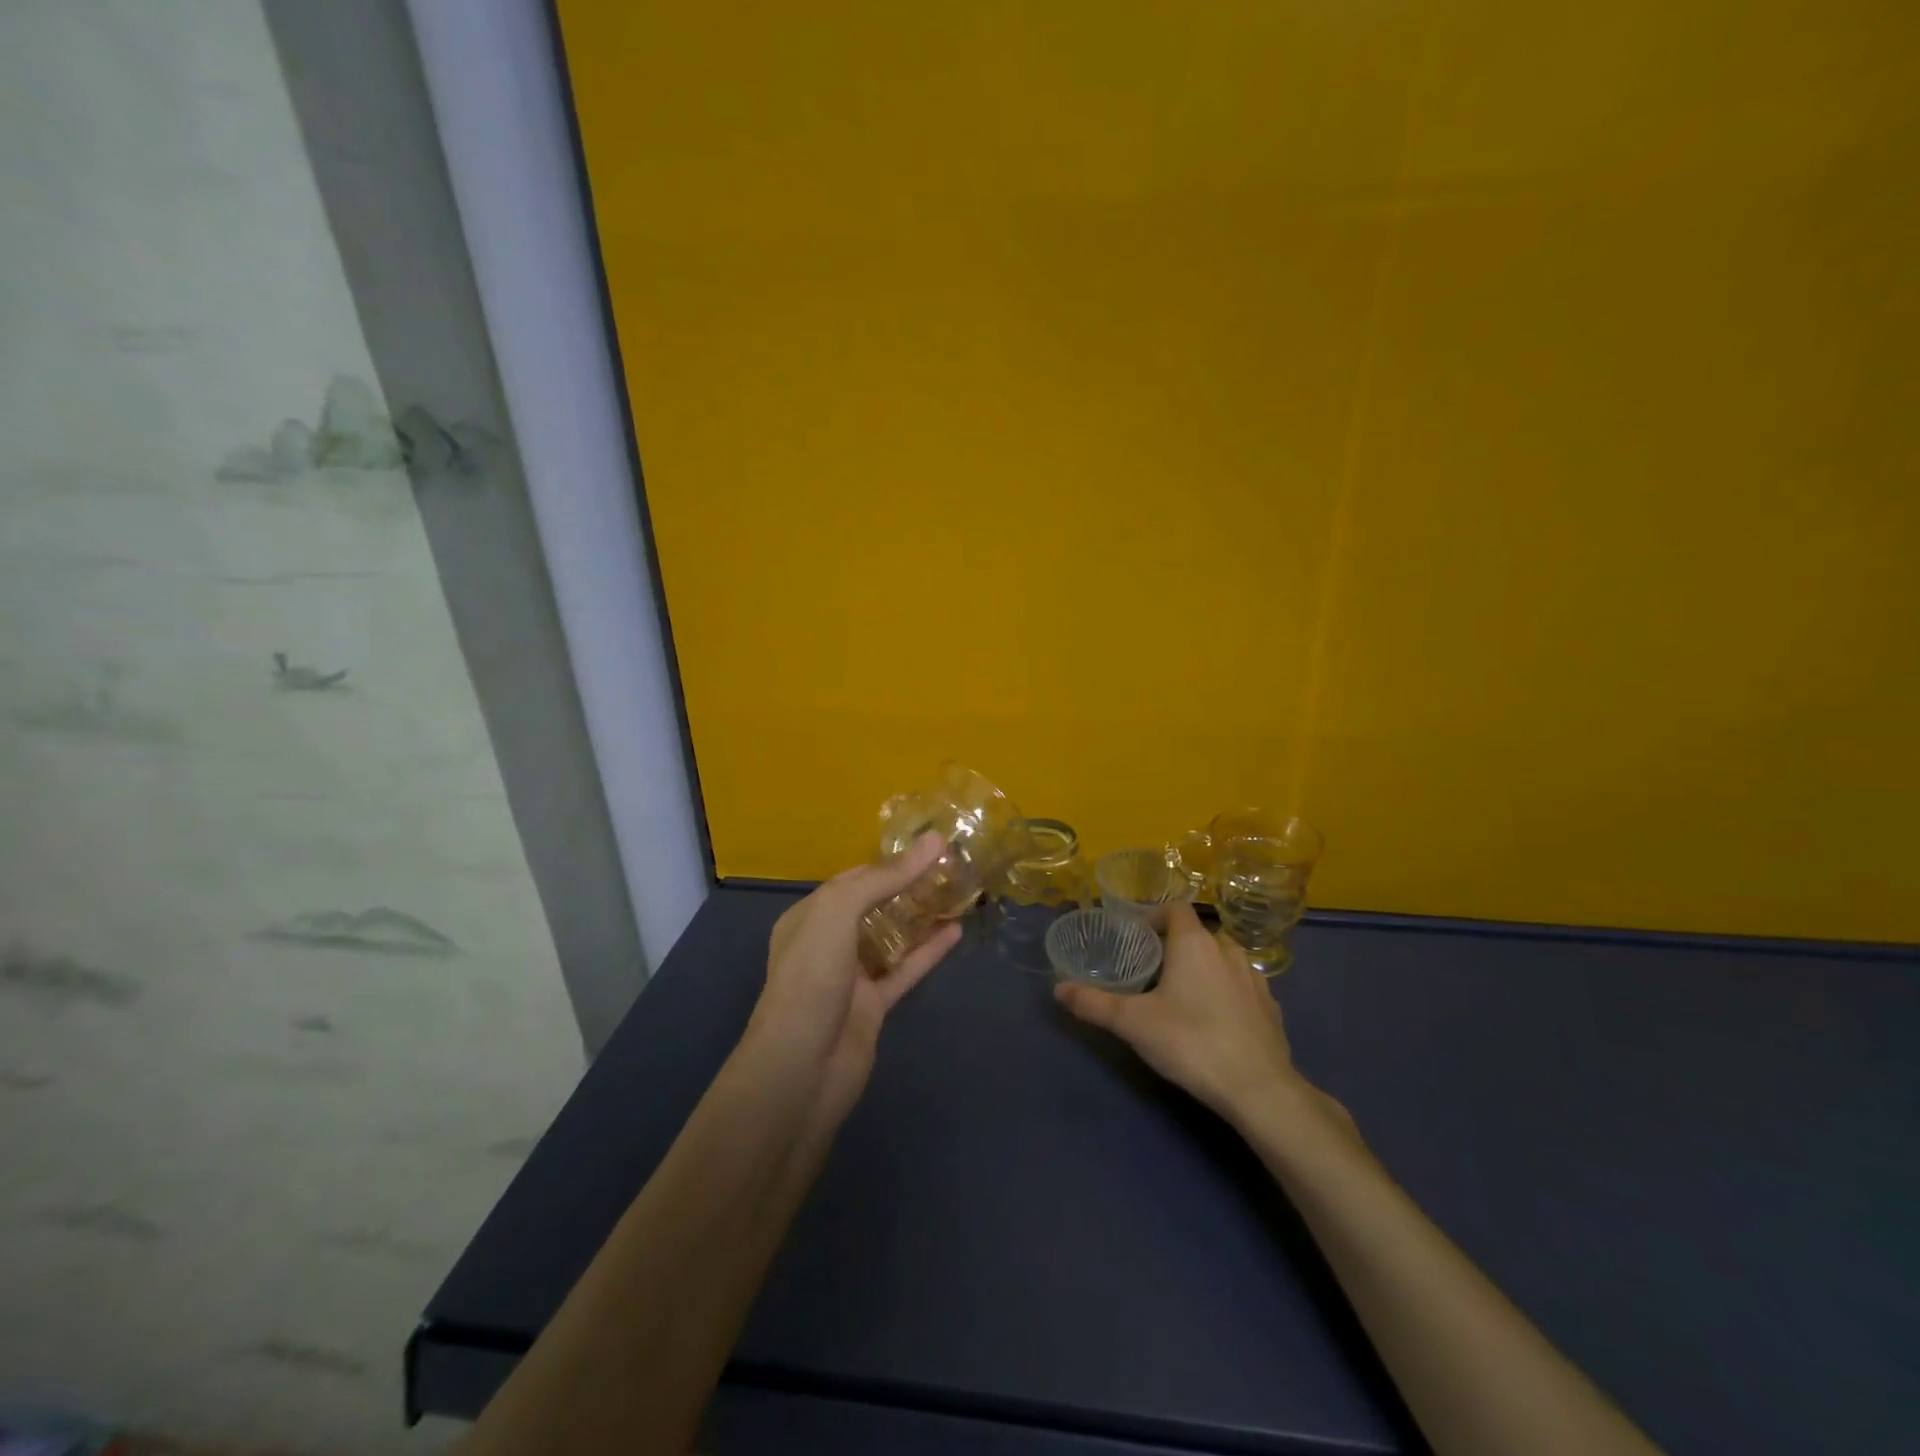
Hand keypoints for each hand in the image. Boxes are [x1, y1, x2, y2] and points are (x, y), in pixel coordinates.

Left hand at [745, 833, 960, 1126]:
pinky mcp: (873, 1006)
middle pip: (874, 906)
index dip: (888, 862)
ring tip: (958, 892)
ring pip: (892, 938)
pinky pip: (905, 970)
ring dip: (921, 916)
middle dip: (908, 886)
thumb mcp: (837, 914)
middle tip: (951, 866)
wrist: (800, 1070)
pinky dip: (929, 951)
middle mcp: (827, 942)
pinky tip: (956, 931)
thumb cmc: (810, 980)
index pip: (852, 879)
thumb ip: (884, 878)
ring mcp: (851, 976)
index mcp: (809, 917)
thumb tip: (932, 842)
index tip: (928, 846)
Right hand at [1055, 902, 1307, 1126]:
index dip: (1155, 916)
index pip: (1175, 908)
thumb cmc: (1190, 1041)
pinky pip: (1244, 987)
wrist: (1259, 1088)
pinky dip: (1229, 992)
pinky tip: (1217, 1019)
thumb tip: (1058, 989)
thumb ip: (1094, 1003)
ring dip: (1205, 967)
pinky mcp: (1272, 1008)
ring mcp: (1255, 979)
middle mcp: (1227, 950)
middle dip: (1177, 946)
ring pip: (1225, 959)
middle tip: (1154, 971)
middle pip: (1199, 934)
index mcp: (1194, 943)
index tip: (1138, 938)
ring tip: (1185, 994)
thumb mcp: (1132, 1023)